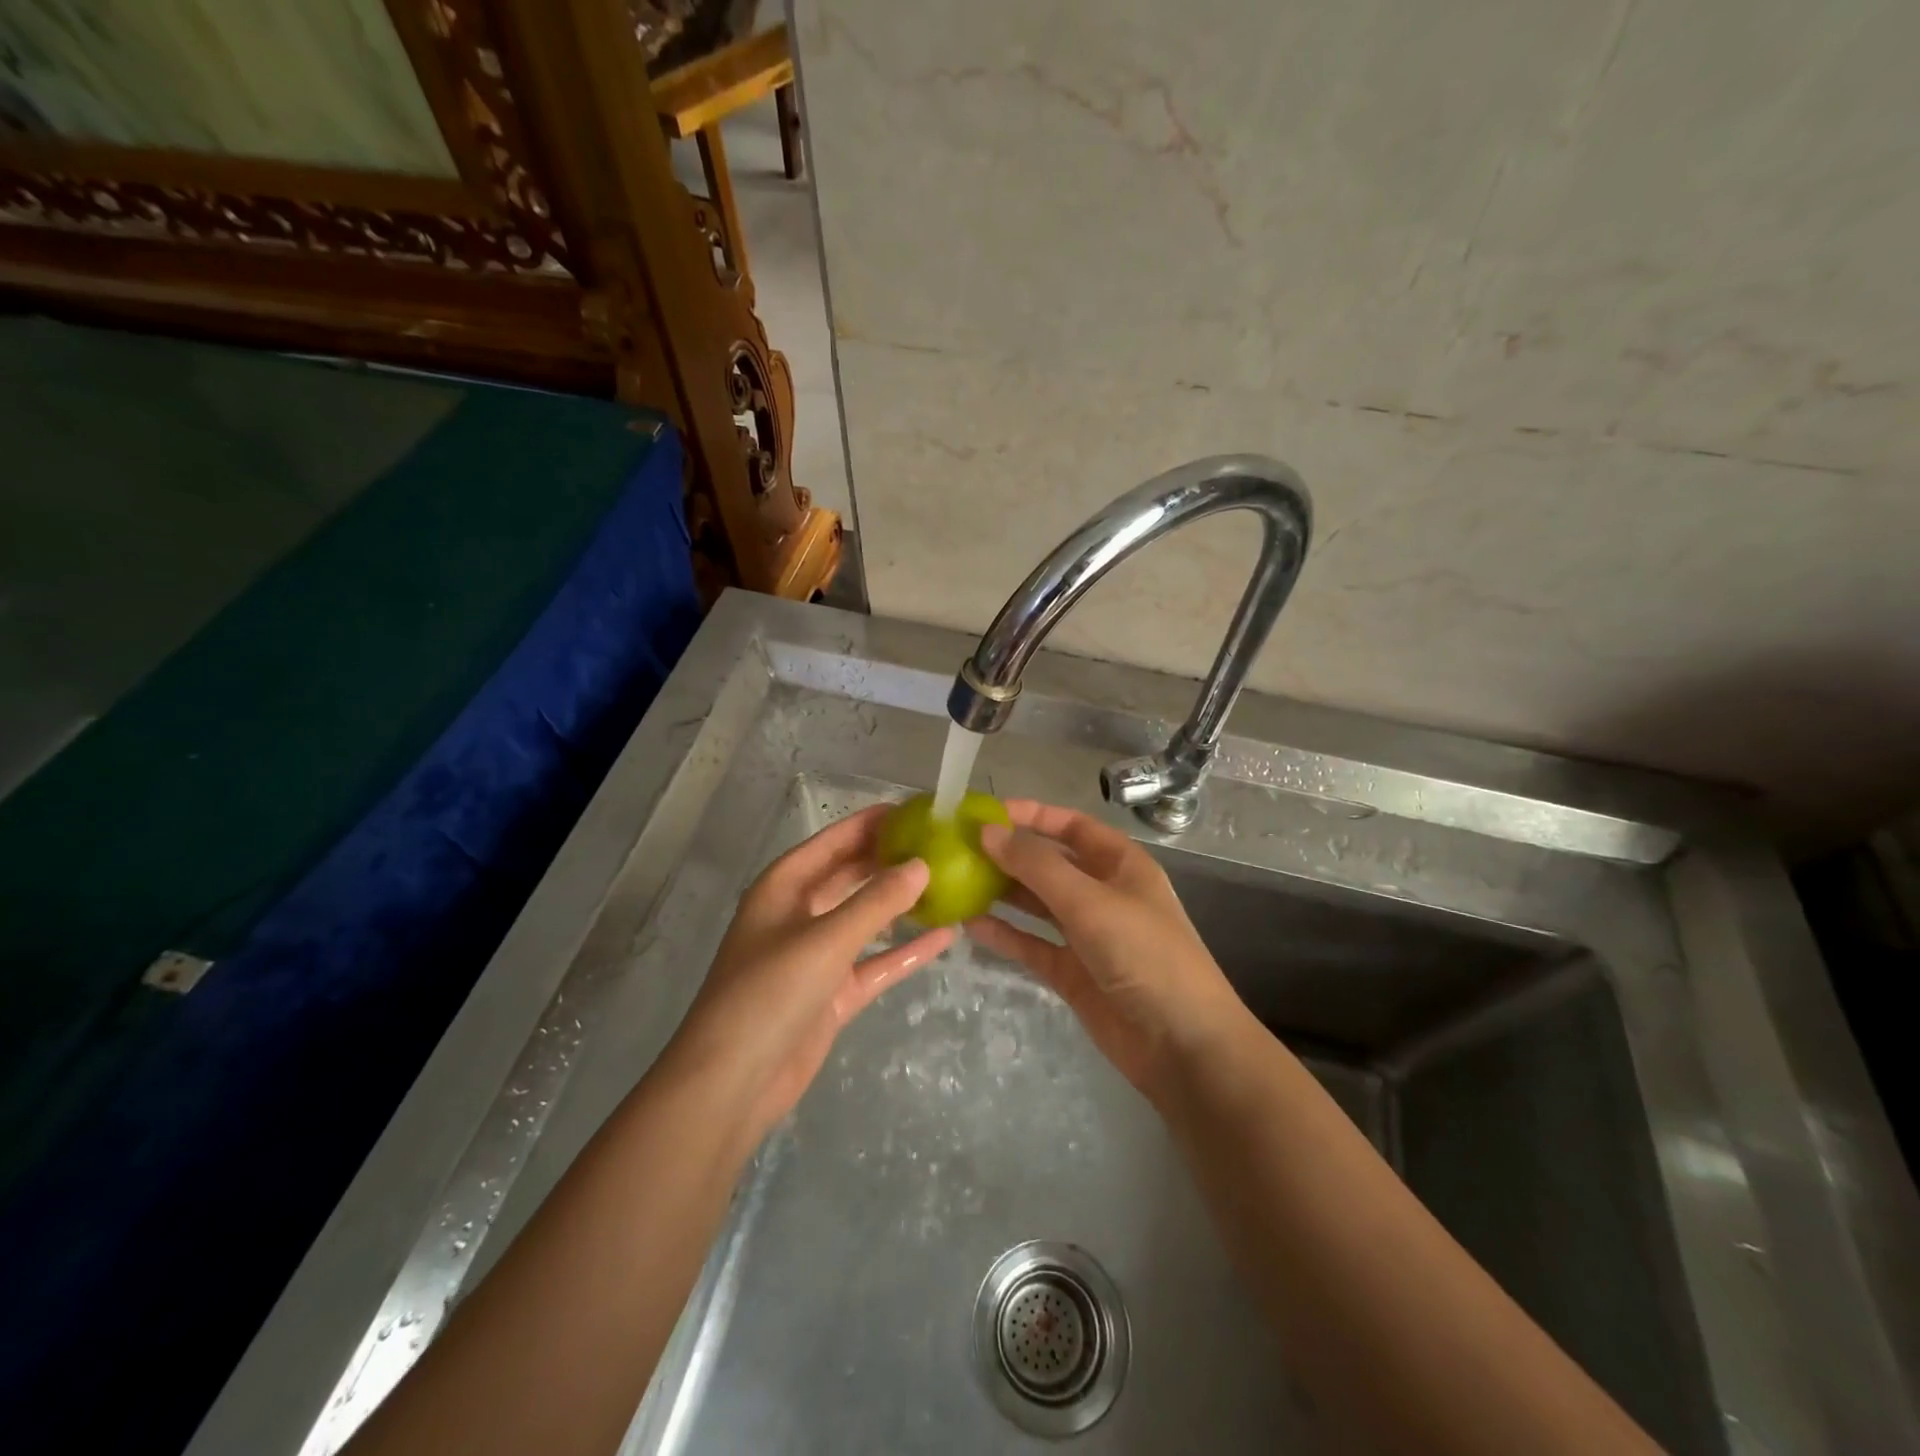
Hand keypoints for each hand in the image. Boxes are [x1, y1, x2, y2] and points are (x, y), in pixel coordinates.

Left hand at [668, 805, 953, 1139]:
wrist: (732, 1083)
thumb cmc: (769, 993)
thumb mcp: (826, 939)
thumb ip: (877, 901)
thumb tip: (922, 864)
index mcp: (783, 887)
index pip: (833, 841)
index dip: (870, 823)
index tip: (916, 809)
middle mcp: (799, 914)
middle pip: (850, 875)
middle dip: (890, 860)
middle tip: (941, 844)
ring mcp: (816, 955)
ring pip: (866, 918)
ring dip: (901, 904)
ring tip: (949, 882)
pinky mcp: (832, 993)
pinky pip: (876, 962)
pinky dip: (906, 951)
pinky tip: (946, 937)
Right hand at [966, 799, 1248, 1101]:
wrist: (1182, 1044)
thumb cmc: (1144, 955)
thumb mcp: (1090, 901)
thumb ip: (1037, 866)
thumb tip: (987, 832)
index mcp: (1120, 864)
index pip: (1072, 826)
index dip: (1032, 815)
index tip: (986, 813)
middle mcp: (1103, 893)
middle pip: (1050, 863)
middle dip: (1010, 854)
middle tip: (960, 849)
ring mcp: (1087, 935)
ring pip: (1037, 904)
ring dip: (1002, 893)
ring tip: (957, 882)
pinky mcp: (1072, 973)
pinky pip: (1032, 944)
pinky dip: (1005, 934)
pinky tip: (970, 924)